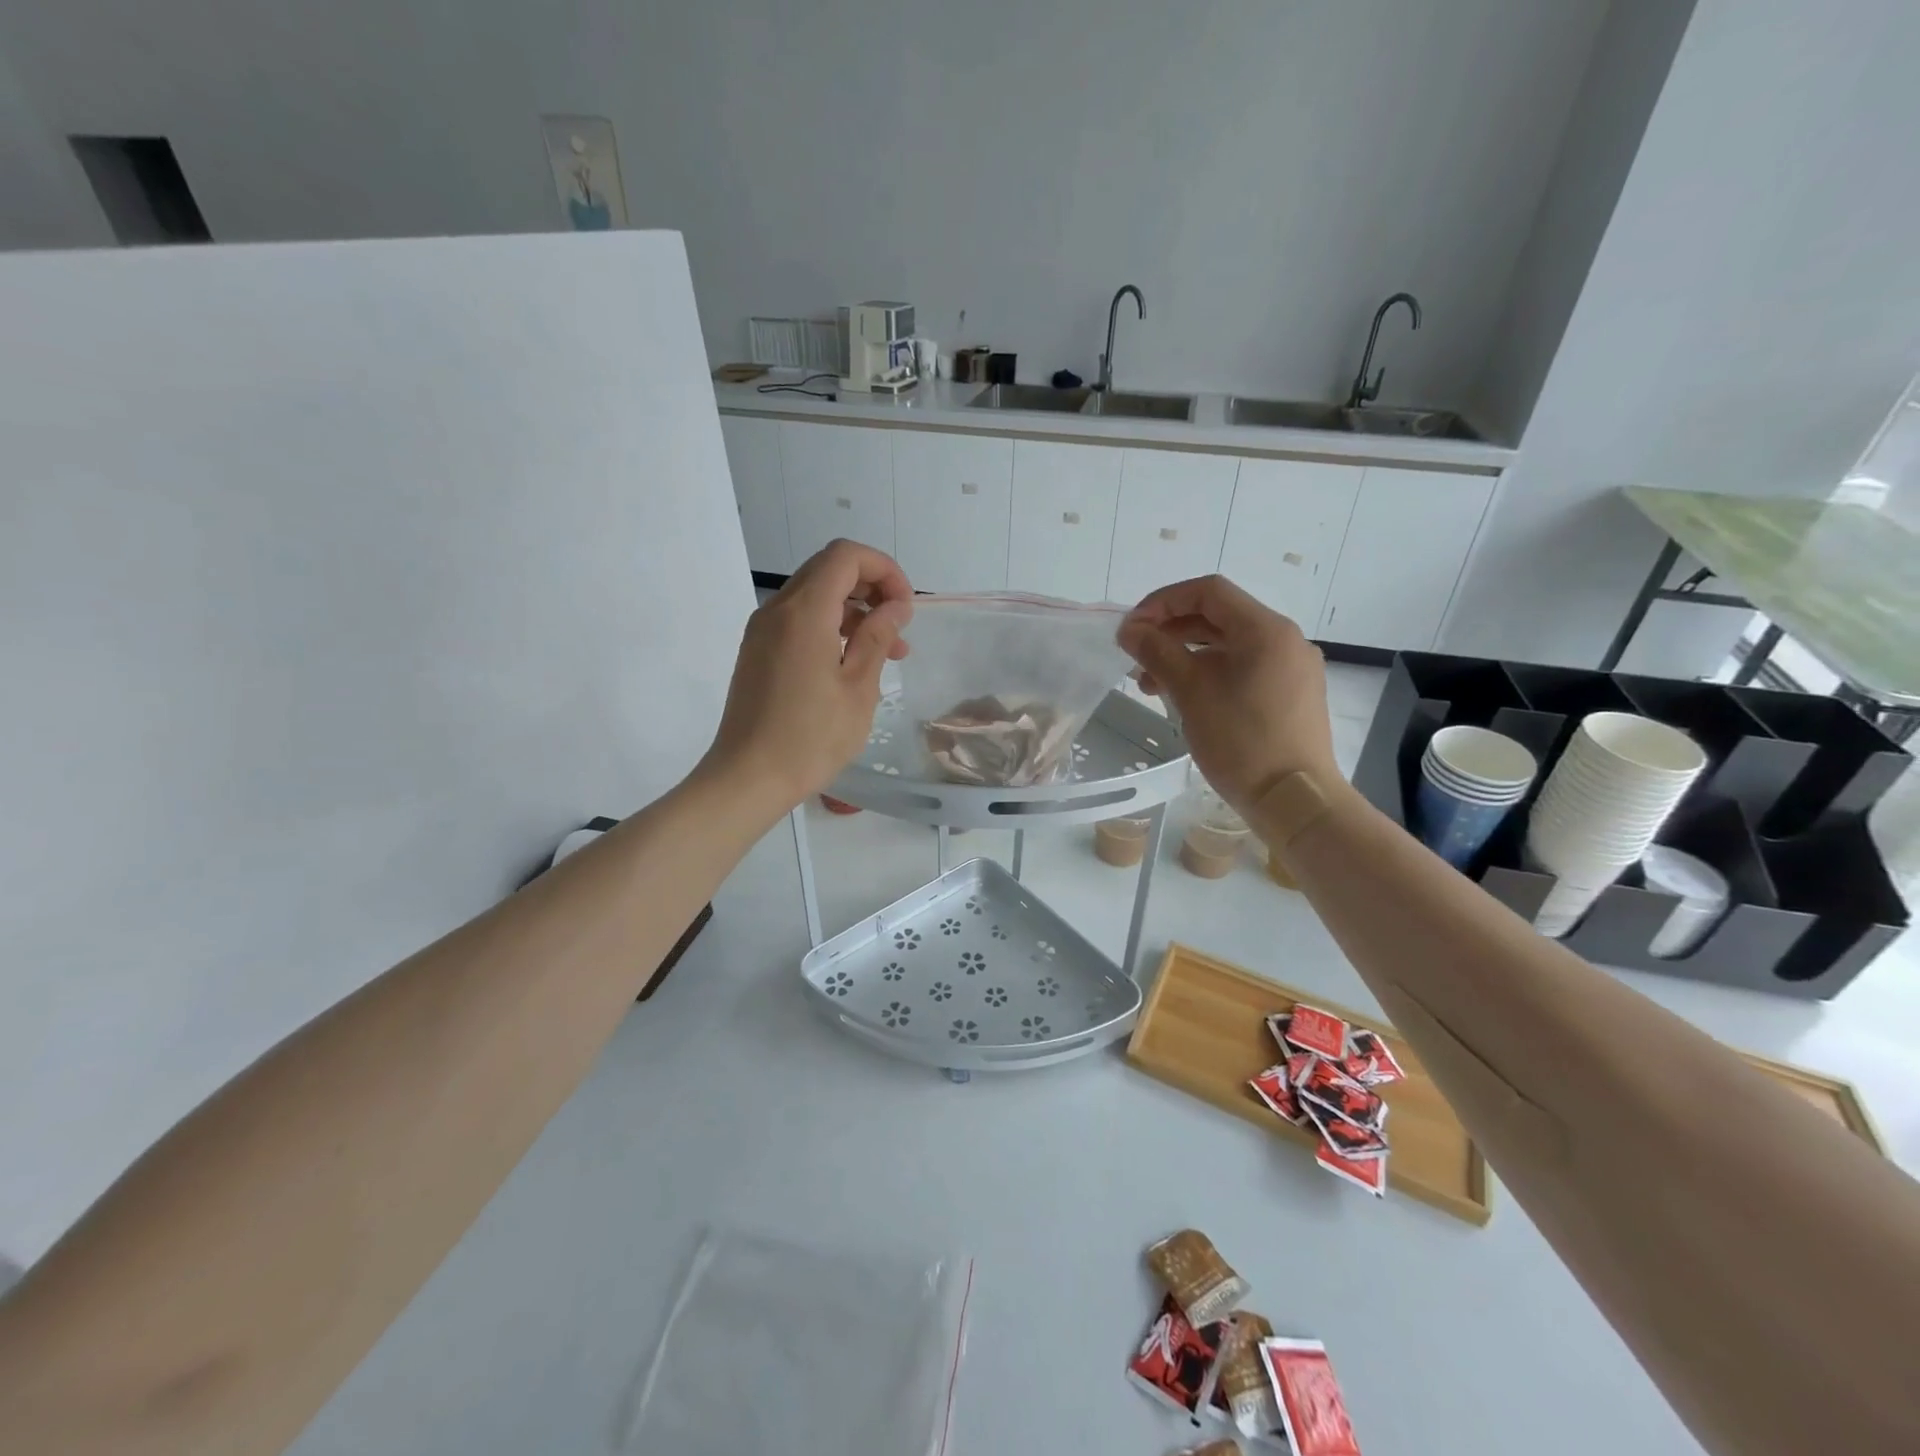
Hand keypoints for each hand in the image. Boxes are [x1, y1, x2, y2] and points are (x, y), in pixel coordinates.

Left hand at [702, 540, 913, 813]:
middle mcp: (777, 610)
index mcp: (804, 613)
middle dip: (871, 588)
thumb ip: (877, 638)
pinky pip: (798, 620)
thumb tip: (895, 607)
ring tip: (887, 652)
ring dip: (853, 610)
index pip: (845, 556)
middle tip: (899, 627)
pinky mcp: (757, 651)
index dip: (884, 570)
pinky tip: (852, 662)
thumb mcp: (857, 689)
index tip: (905, 607)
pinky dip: (830, 627)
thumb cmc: (810, 738)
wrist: (746, 778)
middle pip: (828, 569)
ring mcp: (762, 630)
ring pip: (814, 595)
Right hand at [1118, 575, 1335, 815]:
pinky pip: (1245, 668)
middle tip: (1135, 657)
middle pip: (1219, 617)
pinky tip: (1186, 698)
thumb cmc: (1241, 741)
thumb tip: (1129, 628)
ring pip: (1229, 646)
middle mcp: (1285, 639)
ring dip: (1186, 655)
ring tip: (1151, 685)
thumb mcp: (1191, 692)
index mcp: (1266, 629)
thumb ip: (1157, 652)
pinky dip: (1210, 673)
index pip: (1208, 592)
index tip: (1131, 628)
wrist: (1295, 800)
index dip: (1163, 602)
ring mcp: (1292, 668)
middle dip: (1171, 631)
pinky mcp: (1292, 695)